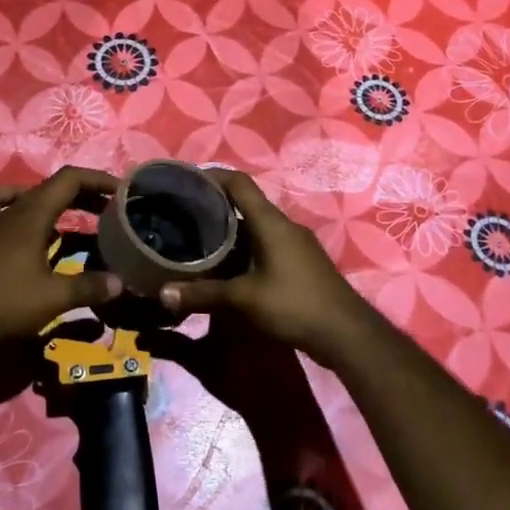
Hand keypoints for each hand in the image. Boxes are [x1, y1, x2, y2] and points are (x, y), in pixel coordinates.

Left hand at [0, 167, 124, 345]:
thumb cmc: (8, 304)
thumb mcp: (56, 297)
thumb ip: (89, 287)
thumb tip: (120, 283)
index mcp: (30, 217)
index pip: (67, 181)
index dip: (95, 180)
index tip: (119, 190)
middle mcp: (6, 216)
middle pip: (41, 189)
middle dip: (74, 194)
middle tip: (99, 209)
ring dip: (19, 198)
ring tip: (41, 213)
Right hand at [156, 169, 373, 362]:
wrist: (347, 334)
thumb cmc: (295, 305)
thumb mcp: (244, 300)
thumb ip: (204, 294)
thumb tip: (162, 294)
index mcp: (270, 222)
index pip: (239, 183)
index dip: (212, 176)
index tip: (185, 180)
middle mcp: (284, 225)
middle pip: (246, 202)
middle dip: (215, 204)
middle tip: (183, 213)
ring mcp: (295, 243)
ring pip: (256, 225)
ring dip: (229, 228)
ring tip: (198, 238)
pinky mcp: (300, 262)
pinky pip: (266, 242)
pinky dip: (244, 245)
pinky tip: (228, 264)